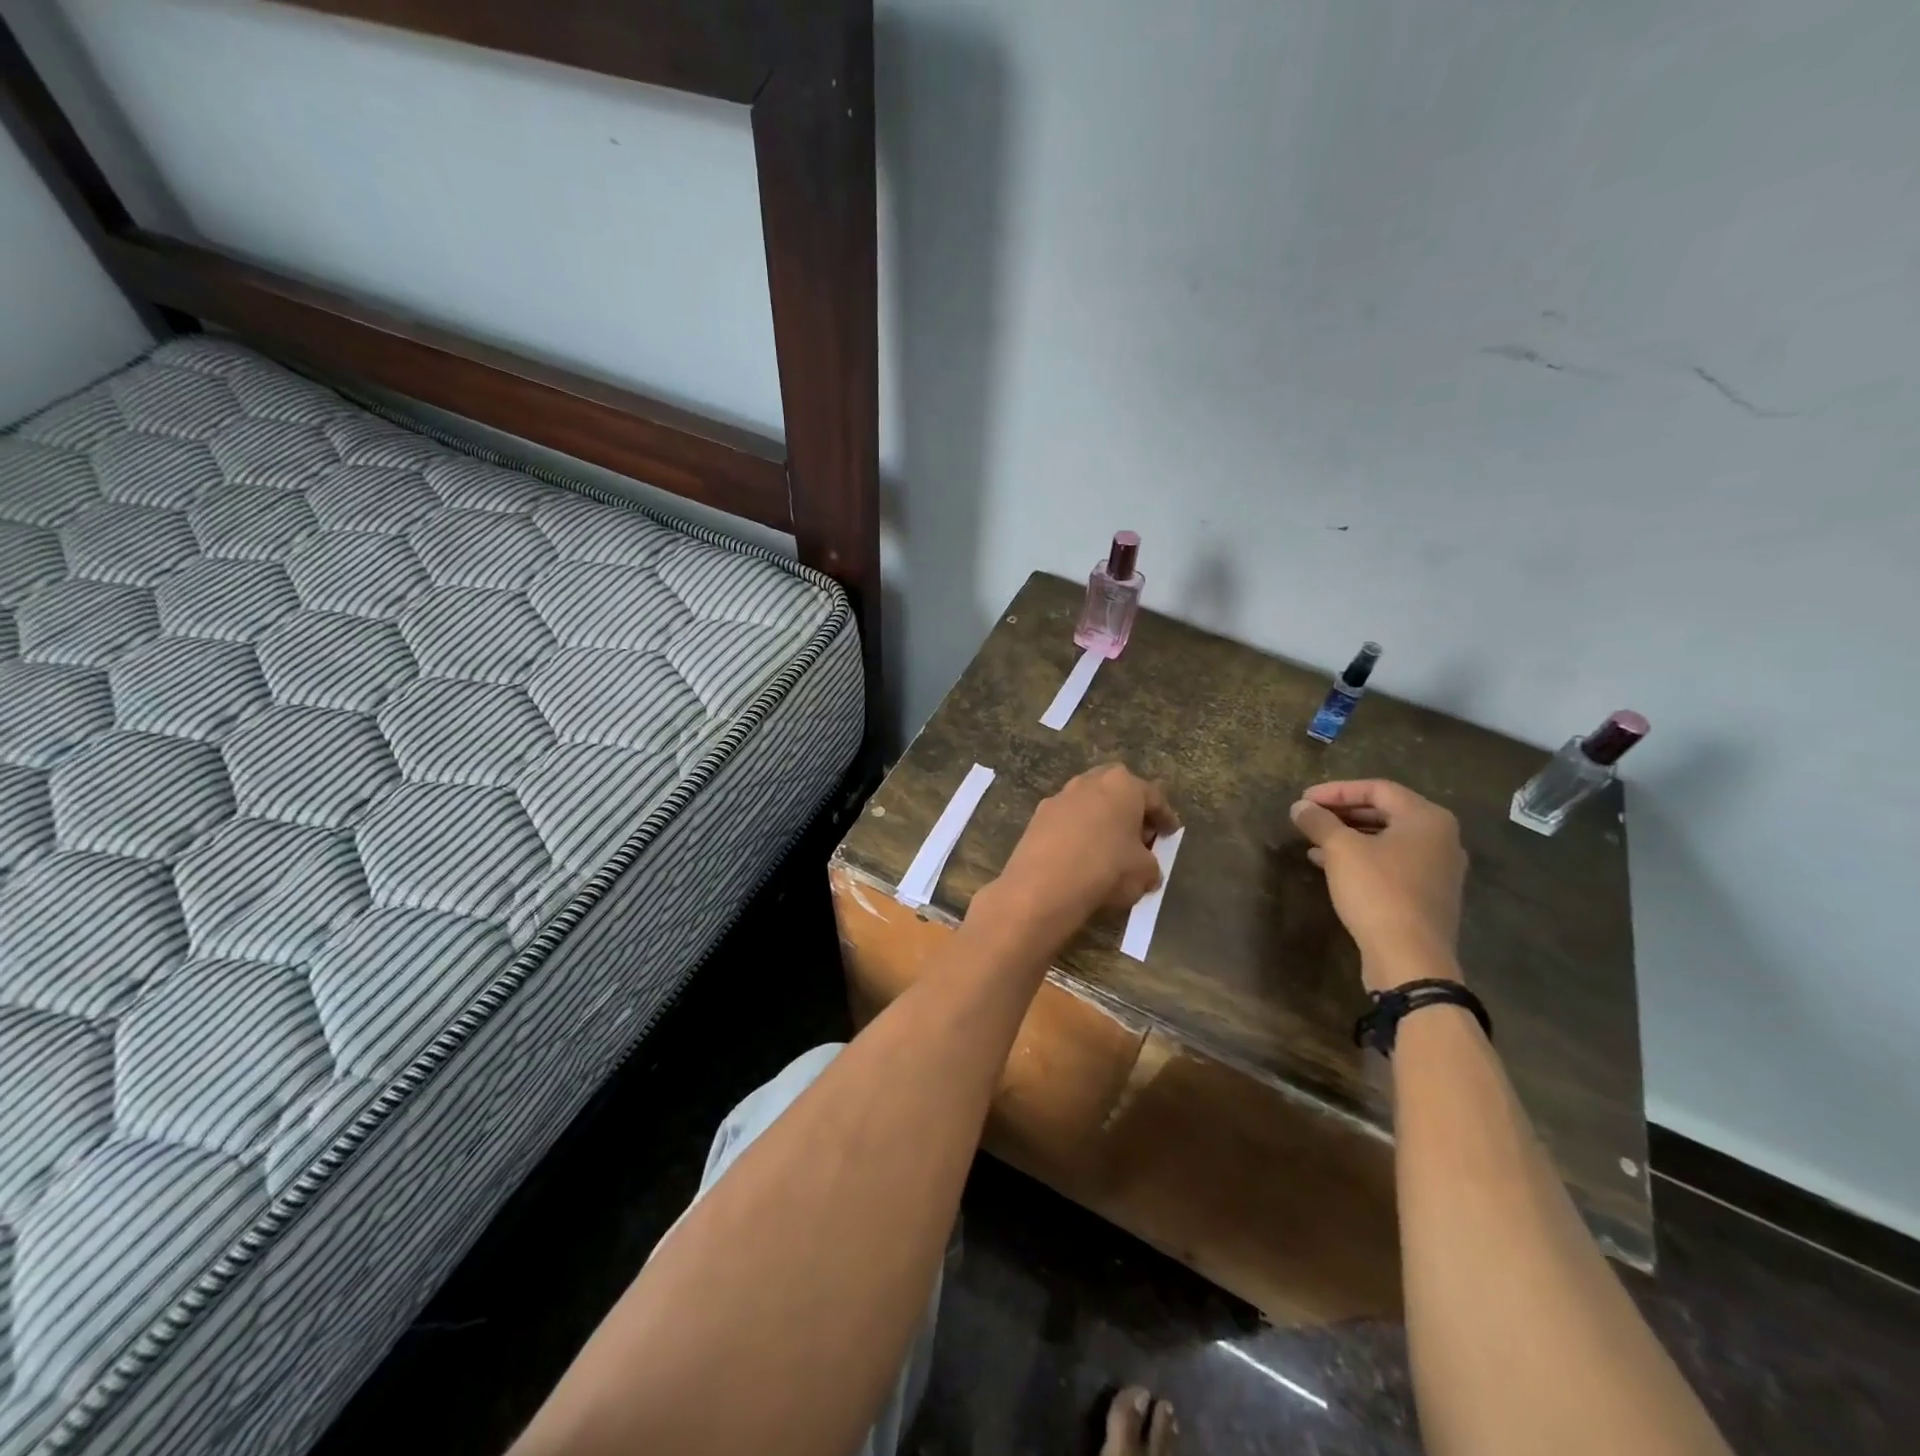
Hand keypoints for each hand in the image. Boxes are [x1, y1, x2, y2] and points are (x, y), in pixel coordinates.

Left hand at [990, 763, 1178, 940]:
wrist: (1043, 885)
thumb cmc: (1106, 869)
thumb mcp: (1144, 873)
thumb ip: (1151, 865)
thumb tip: (1147, 869)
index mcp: (1123, 785)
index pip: (1154, 797)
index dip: (1165, 817)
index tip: (1171, 832)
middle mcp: (1090, 781)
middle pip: (1118, 791)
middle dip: (1130, 810)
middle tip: (1139, 835)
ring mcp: (1060, 796)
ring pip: (1089, 803)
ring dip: (1102, 818)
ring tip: (1109, 845)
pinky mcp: (1038, 815)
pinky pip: (1067, 820)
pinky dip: (1078, 831)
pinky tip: (1081, 853)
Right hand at [1289, 780, 1466, 991]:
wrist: (1410, 957)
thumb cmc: (1378, 891)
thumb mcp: (1340, 850)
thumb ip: (1319, 822)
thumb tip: (1300, 806)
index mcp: (1427, 818)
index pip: (1377, 788)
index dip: (1336, 790)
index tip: (1304, 799)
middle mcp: (1441, 838)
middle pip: (1385, 812)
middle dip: (1342, 813)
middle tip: (1309, 817)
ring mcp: (1439, 869)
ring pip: (1386, 839)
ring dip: (1348, 836)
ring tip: (1312, 840)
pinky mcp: (1428, 895)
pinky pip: (1391, 863)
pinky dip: (1361, 858)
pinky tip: (1329, 866)